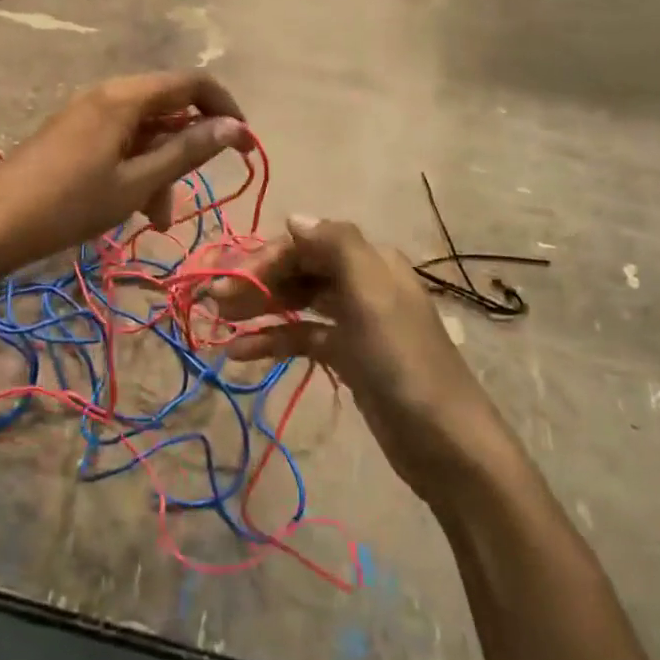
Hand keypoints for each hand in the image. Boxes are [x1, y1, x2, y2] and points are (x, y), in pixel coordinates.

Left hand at [0, 71, 251, 274]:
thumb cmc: (70, 204)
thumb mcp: (136, 182)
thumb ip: (187, 151)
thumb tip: (235, 126)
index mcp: (124, 97)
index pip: (192, 83)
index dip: (225, 109)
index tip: (245, 145)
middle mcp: (106, 95)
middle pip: (167, 110)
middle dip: (186, 152)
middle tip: (191, 195)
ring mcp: (85, 114)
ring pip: (143, 133)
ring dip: (159, 170)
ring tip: (155, 218)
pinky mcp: (71, 134)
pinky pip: (119, 143)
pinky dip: (134, 170)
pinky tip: (131, 207)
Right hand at [209, 216, 497, 502]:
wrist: (444, 442)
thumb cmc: (403, 361)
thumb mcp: (372, 295)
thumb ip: (336, 245)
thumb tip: (294, 217)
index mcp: (370, 262)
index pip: (306, 243)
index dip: (265, 257)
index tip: (229, 280)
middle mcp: (361, 284)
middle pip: (299, 270)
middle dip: (257, 281)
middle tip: (215, 301)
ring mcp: (354, 322)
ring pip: (297, 303)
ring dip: (259, 309)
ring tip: (220, 323)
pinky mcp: (347, 357)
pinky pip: (302, 338)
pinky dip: (273, 342)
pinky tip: (241, 354)